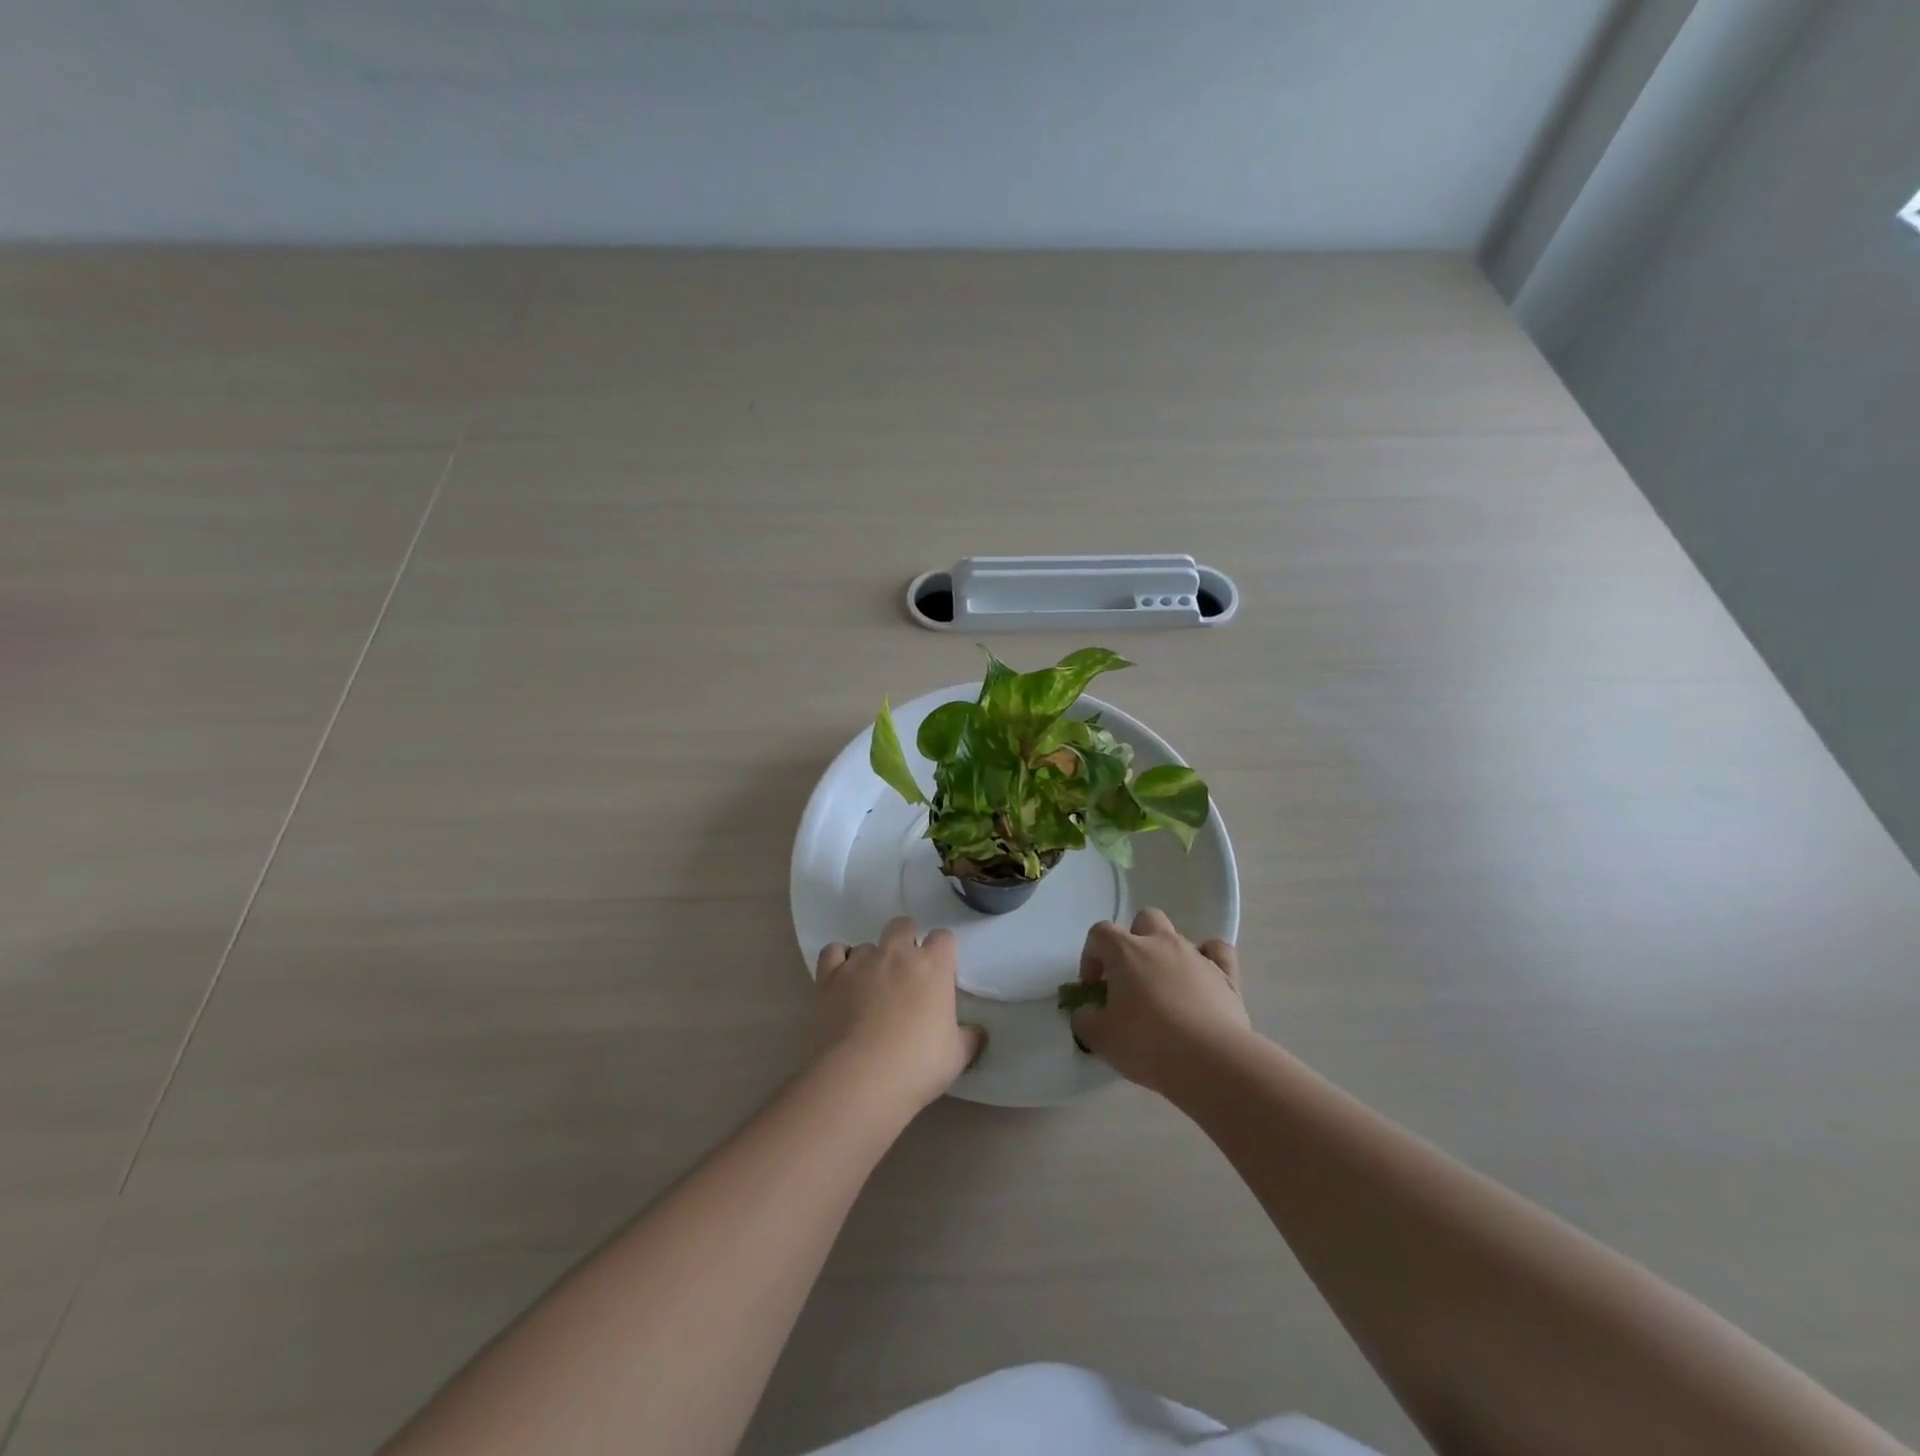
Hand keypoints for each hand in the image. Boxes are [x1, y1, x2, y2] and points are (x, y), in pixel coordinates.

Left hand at [811, 917, 984, 1114]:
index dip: (943, 952)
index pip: (944, 938)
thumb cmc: (917, 1066)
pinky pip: (833, 952)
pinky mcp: (829, 977)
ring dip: (872, 959)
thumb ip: (968, 1038)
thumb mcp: (956, 1057)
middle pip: (903, 925)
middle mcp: (896, 954)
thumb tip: (977, 1033)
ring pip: (868, 944)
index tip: (941, 973)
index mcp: (933, 966)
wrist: (859, 1079)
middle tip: (906, 973)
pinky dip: (838, 960)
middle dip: (906, 939)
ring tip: (871, 987)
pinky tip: (842, 979)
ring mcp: (860, 962)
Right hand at [1068, 908, 1251, 1092]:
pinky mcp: (1226, 975)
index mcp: (1126, 951)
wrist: (1211, 1061)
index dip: (1091, 955)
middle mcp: (1162, 943)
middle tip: (1130, 977)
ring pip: (1178, 937)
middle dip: (1134, 941)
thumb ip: (1085, 1019)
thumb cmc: (1147, 1043)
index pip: (1100, 933)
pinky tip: (1202, 979)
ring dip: (1167, 956)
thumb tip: (1086, 1012)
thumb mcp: (1100, 1037)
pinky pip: (1217, 951)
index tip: (1094, 986)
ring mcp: (1197, 956)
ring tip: (1165, 991)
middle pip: (1144, 920)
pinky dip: (1209, 959)